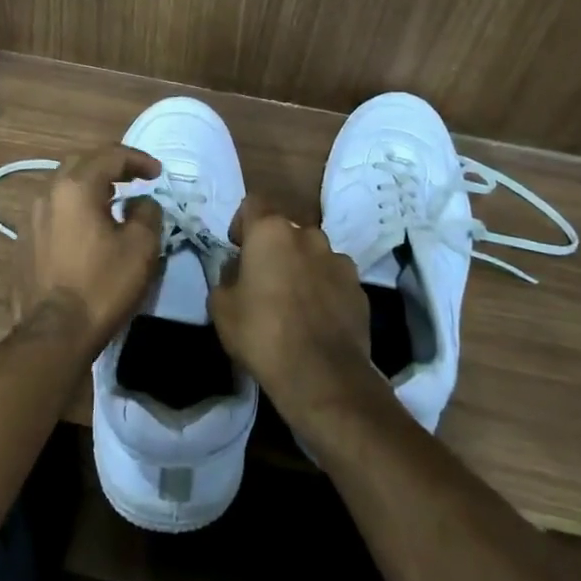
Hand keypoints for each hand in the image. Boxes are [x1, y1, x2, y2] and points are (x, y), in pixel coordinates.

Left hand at [13, 144, 163, 351]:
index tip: (158, 173)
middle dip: (110, 165)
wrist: (53, 333)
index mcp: (75, 188)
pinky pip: (52, 213)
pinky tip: (86, 230)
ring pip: (62, 187)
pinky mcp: (22, 243)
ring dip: (89, 187)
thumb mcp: (141, 247)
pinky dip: (73, 210)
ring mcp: (29, 219)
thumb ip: (147, 213)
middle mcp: (47, 194)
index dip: (138, 159)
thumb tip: (140, 203)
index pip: (110, 156)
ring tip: (112, 202)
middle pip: (81, 164)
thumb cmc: (102, 286)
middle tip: (134, 179)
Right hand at [210, 196, 384, 442]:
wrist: (321, 375)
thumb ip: (226, 277)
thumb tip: (237, 271)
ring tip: (293, 302)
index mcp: (271, 232)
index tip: (238, 249)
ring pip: (313, 254)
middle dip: (274, 249)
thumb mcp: (221, 307)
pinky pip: (334, 279)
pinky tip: (316, 319)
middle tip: (263, 280)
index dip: (242, 224)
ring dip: (302, 268)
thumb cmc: (262, 333)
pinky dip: (324, 290)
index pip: (252, 205)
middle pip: (285, 231)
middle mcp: (308, 235)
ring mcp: (339, 260)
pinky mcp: (360, 288)